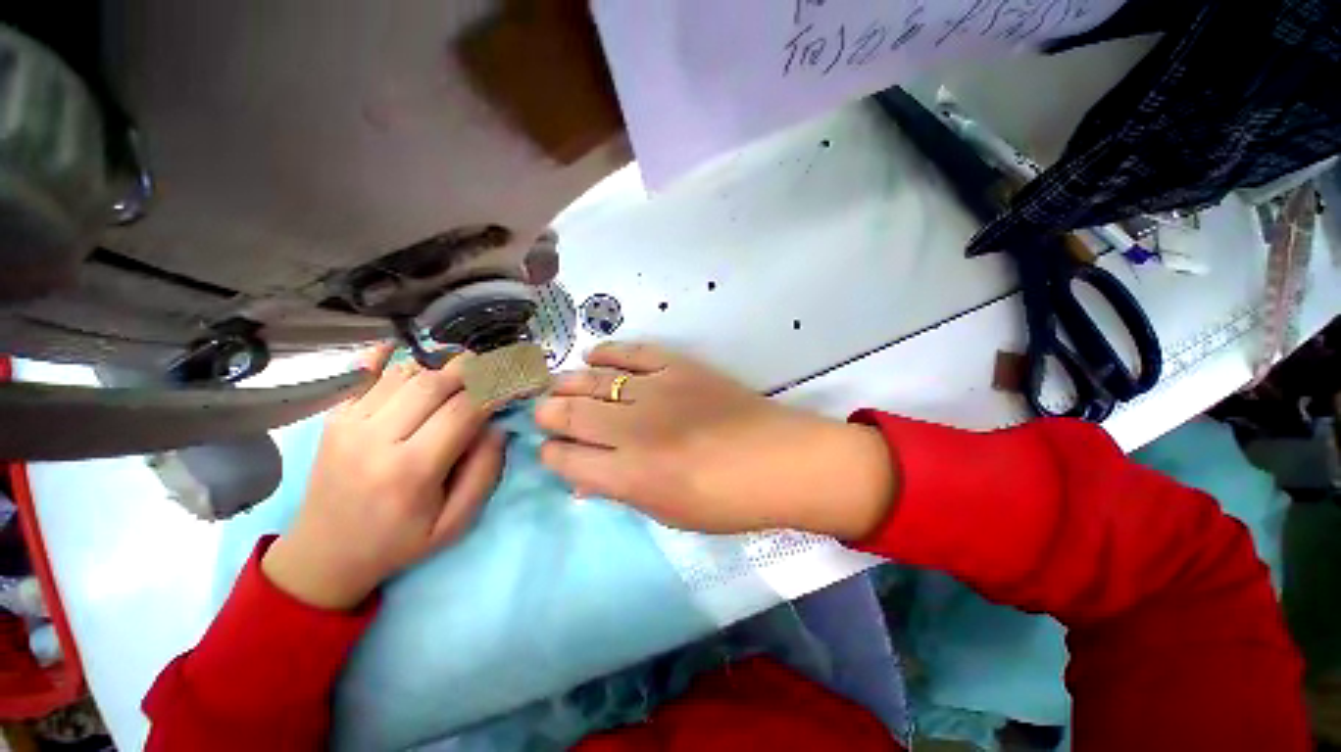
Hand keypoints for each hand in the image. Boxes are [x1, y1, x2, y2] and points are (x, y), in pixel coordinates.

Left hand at [262, 345, 504, 609]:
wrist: (324, 555)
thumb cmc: (398, 542)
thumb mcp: (456, 523)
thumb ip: (484, 472)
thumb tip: (497, 426)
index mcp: (411, 471)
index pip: (464, 411)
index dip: (497, 389)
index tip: (518, 380)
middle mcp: (375, 439)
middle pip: (434, 383)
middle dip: (473, 369)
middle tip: (495, 367)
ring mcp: (348, 424)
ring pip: (404, 373)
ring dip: (440, 366)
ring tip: (463, 371)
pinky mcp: (333, 418)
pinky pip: (363, 374)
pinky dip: (388, 357)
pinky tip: (405, 349)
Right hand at [536, 343, 895, 539]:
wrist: (779, 459)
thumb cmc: (726, 501)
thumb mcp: (667, 513)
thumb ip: (619, 491)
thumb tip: (581, 479)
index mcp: (629, 475)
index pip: (567, 459)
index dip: (551, 454)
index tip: (550, 449)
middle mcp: (633, 429)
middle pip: (571, 413)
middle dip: (549, 413)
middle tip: (544, 412)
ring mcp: (655, 390)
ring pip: (593, 379)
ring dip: (567, 382)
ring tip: (557, 385)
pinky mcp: (678, 366)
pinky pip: (631, 352)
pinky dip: (607, 352)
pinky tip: (593, 356)